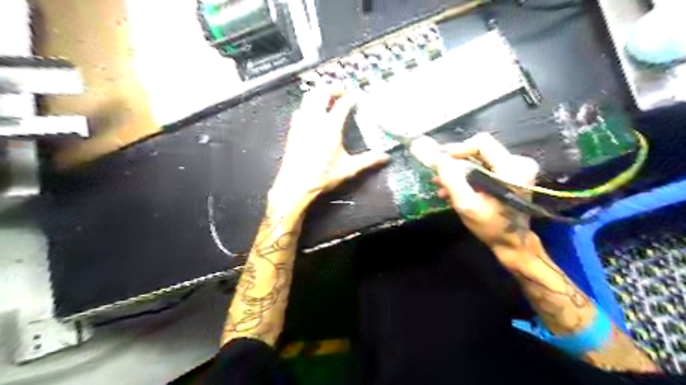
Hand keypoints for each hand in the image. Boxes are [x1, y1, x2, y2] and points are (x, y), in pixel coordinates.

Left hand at [270, 89, 390, 210]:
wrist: (296, 184)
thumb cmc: (323, 176)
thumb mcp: (348, 169)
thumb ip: (367, 161)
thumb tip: (385, 157)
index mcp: (331, 127)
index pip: (343, 104)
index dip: (351, 97)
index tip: (357, 96)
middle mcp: (315, 119)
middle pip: (322, 93)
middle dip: (333, 89)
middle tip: (342, 92)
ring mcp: (302, 123)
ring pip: (309, 98)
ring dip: (319, 94)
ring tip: (328, 99)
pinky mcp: (293, 129)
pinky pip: (300, 109)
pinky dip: (308, 106)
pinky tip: (312, 114)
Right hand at [431, 132, 538, 254]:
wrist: (512, 243)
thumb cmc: (490, 226)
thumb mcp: (466, 204)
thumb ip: (451, 179)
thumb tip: (437, 157)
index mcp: (512, 168)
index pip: (481, 143)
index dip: (457, 149)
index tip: (439, 160)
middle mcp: (518, 163)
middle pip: (479, 150)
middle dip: (454, 163)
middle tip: (436, 173)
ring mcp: (515, 169)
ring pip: (478, 159)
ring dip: (457, 172)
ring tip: (440, 185)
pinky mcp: (510, 175)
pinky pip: (483, 168)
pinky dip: (466, 177)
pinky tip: (451, 190)